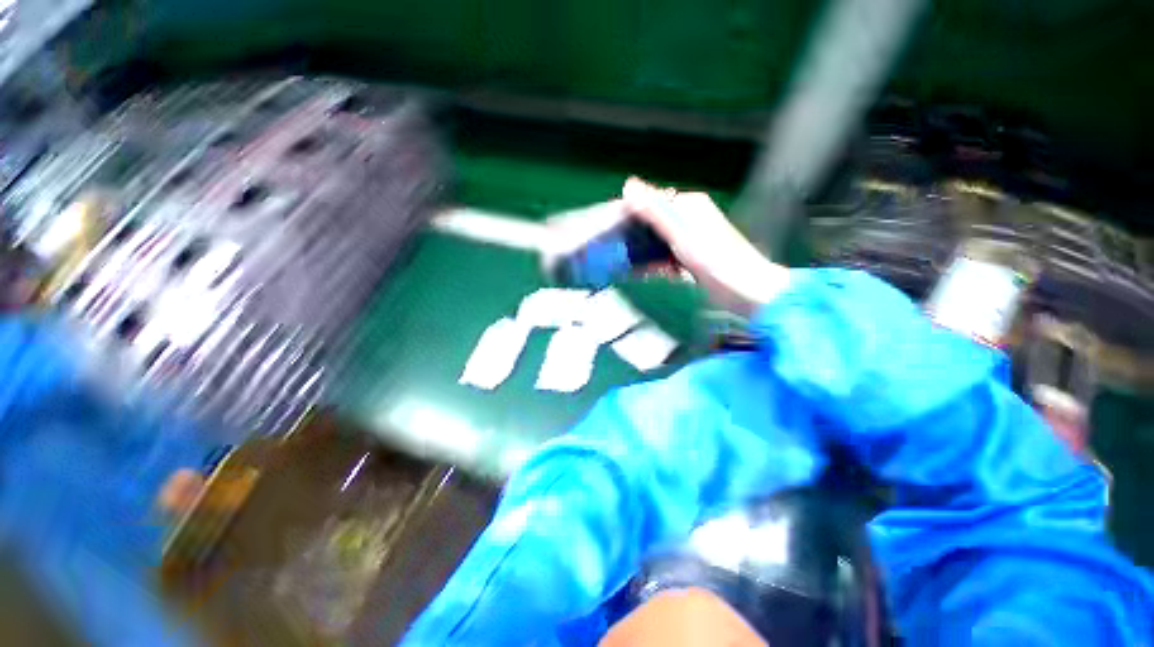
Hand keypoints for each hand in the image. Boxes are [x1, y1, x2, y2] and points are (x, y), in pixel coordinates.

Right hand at [621, 178, 789, 315]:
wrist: (746, 291)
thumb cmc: (716, 260)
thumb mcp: (681, 234)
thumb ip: (655, 212)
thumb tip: (629, 186)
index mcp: (688, 206)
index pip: (650, 203)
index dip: (629, 213)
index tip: (611, 228)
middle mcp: (688, 219)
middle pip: (652, 224)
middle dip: (634, 237)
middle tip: (615, 250)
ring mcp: (689, 240)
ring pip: (656, 242)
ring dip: (642, 253)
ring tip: (624, 263)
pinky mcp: (689, 258)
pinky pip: (664, 257)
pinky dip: (653, 264)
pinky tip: (642, 272)